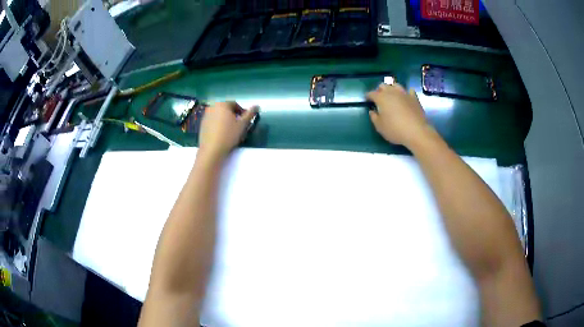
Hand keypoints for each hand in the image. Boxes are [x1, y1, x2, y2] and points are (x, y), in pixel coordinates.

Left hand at [198, 102, 258, 162]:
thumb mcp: (242, 124)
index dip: (241, 111)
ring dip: (225, 120)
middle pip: (226, 109)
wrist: (211, 150)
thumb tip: (257, 106)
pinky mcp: (202, 124)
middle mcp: (212, 107)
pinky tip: (221, 134)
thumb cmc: (228, 135)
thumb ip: (250, 114)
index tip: (244, 121)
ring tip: (229, 131)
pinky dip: (218, 125)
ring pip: (219, 115)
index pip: (234, 104)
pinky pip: (212, 121)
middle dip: (233, 115)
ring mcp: (205, 115)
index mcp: (222, 104)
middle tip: (238, 126)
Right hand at [367, 83, 432, 147]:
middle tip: (379, 98)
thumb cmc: (395, 130)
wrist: (416, 132)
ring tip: (392, 96)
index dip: (368, 96)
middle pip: (383, 86)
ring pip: (396, 85)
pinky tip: (405, 97)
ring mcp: (404, 93)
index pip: (371, 93)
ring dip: (392, 89)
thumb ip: (374, 117)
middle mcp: (392, 92)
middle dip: (379, 90)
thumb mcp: (380, 127)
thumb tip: (372, 111)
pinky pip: (409, 91)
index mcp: (381, 98)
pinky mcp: (414, 98)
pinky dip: (406, 93)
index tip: (367, 100)